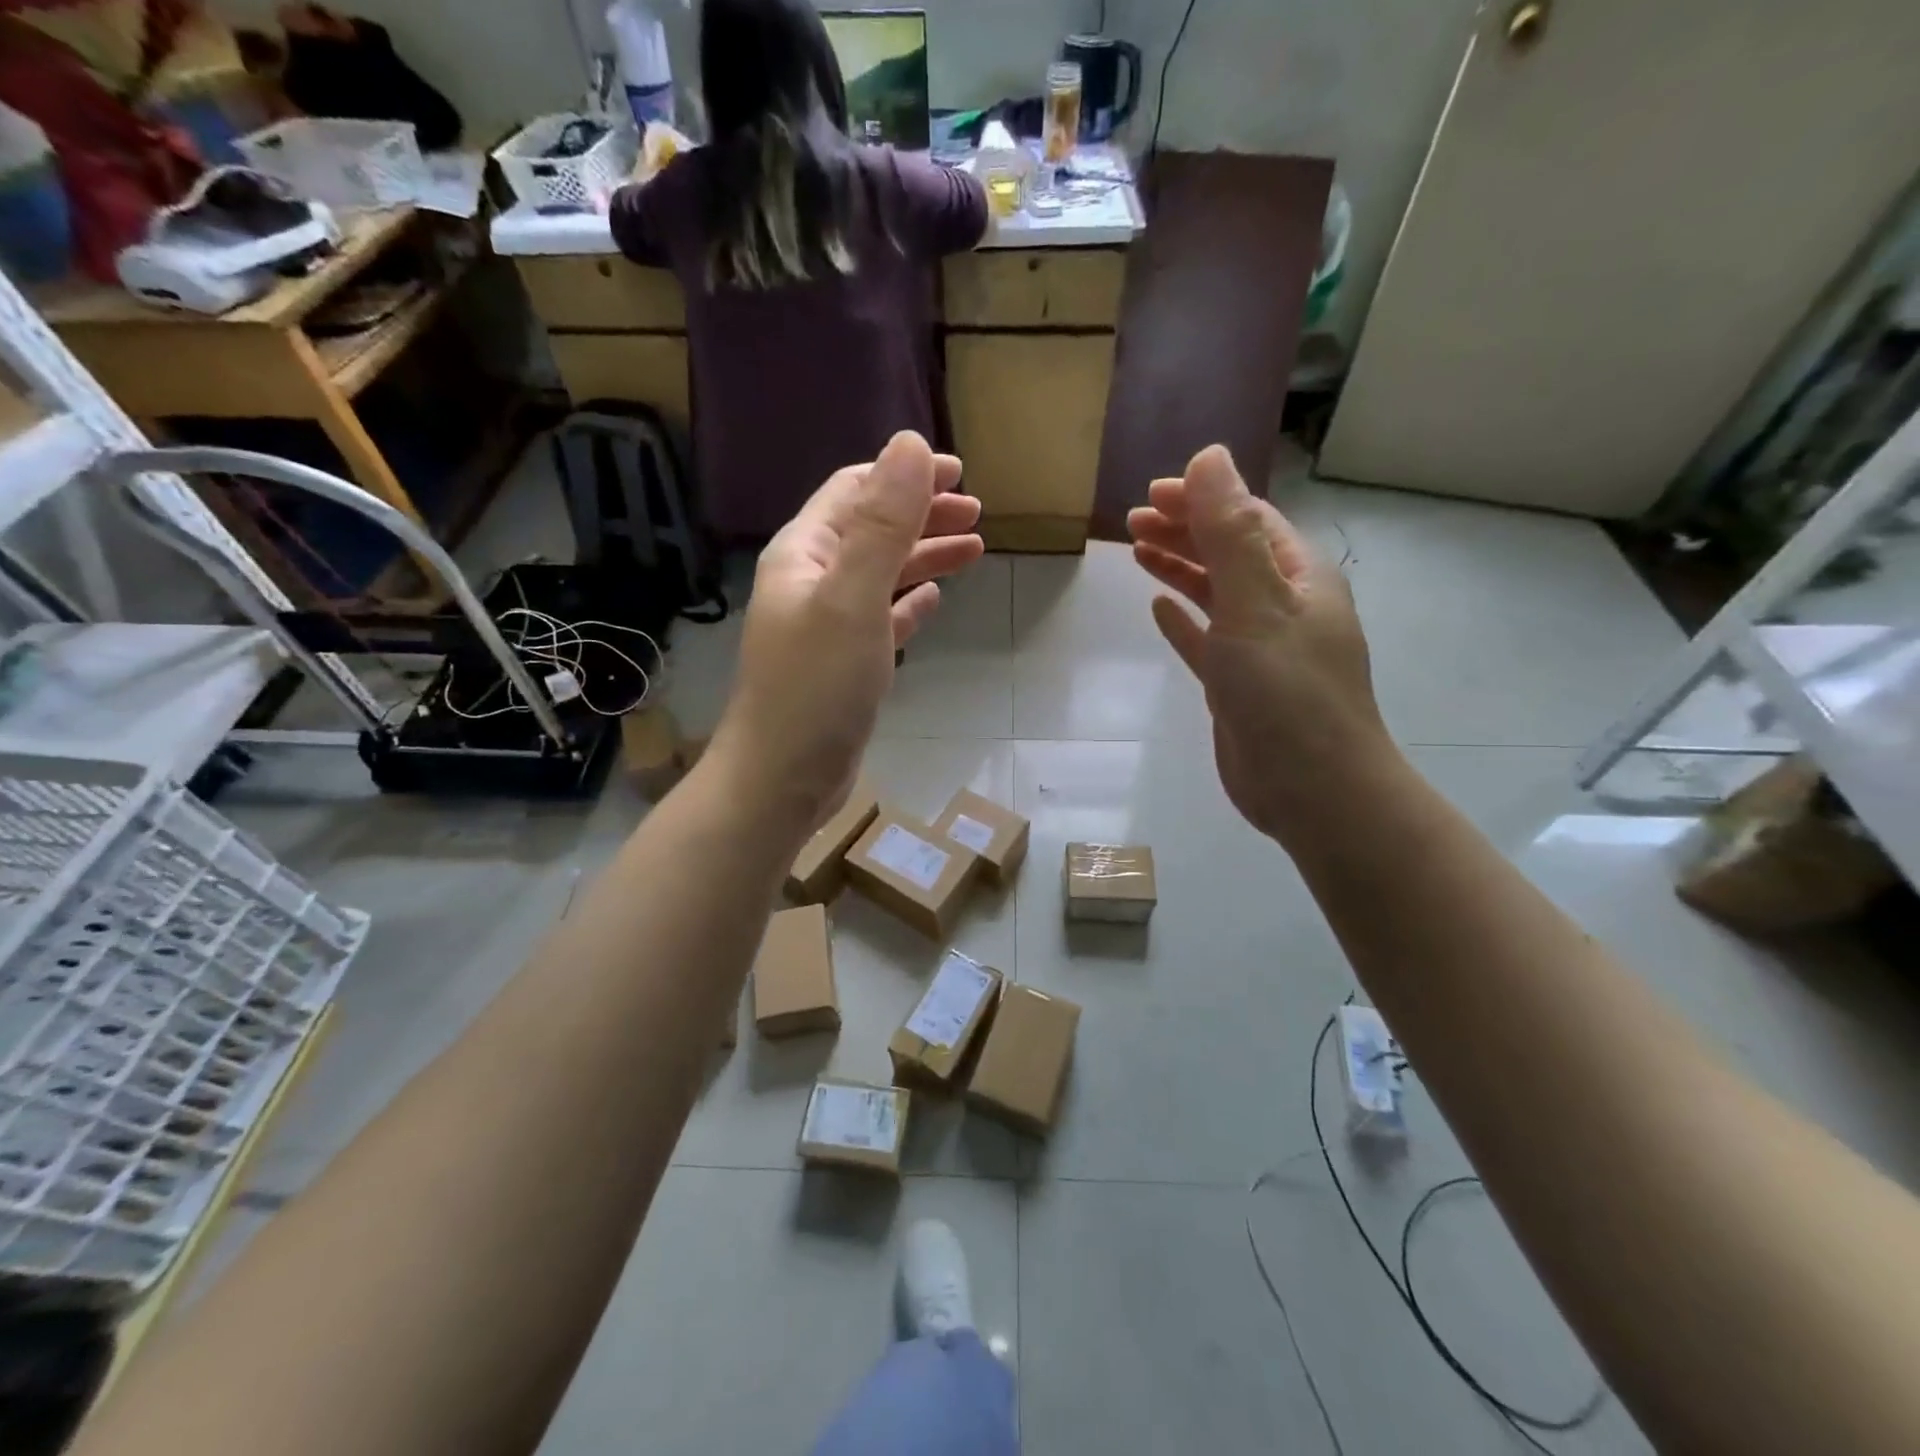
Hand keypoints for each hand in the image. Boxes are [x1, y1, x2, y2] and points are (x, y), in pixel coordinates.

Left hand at [708, 431, 983, 839]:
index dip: (904, 475)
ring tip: (973, 549)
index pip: (854, 492)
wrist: (781, 779)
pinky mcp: (843, 665)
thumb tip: (910, 444)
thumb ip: (883, 524)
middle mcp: (811, 582)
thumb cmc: (815, 687)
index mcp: (804, 554)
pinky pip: (880, 619)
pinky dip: (908, 603)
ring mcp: (826, 626)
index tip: (958, 473)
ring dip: (923, 557)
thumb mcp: (853, 597)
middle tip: (976, 513)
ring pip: (881, 575)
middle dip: (922, 514)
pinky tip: (934, 601)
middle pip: (871, 531)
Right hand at [1129, 445, 1394, 846]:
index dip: (1201, 499)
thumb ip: (1230, 534)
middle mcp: (1282, 605)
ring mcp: (1261, 647)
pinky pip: (1207, 639)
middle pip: (1228, 551)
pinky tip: (1159, 610)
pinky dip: (1184, 621)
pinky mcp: (1239, 685)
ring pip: (1215, 593)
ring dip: (1180, 568)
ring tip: (1138, 550)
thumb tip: (1208, 458)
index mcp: (1297, 577)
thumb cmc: (1287, 693)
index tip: (1151, 493)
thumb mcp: (1255, 603)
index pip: (1247, 519)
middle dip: (1184, 529)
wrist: (1312, 788)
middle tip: (1132, 519)